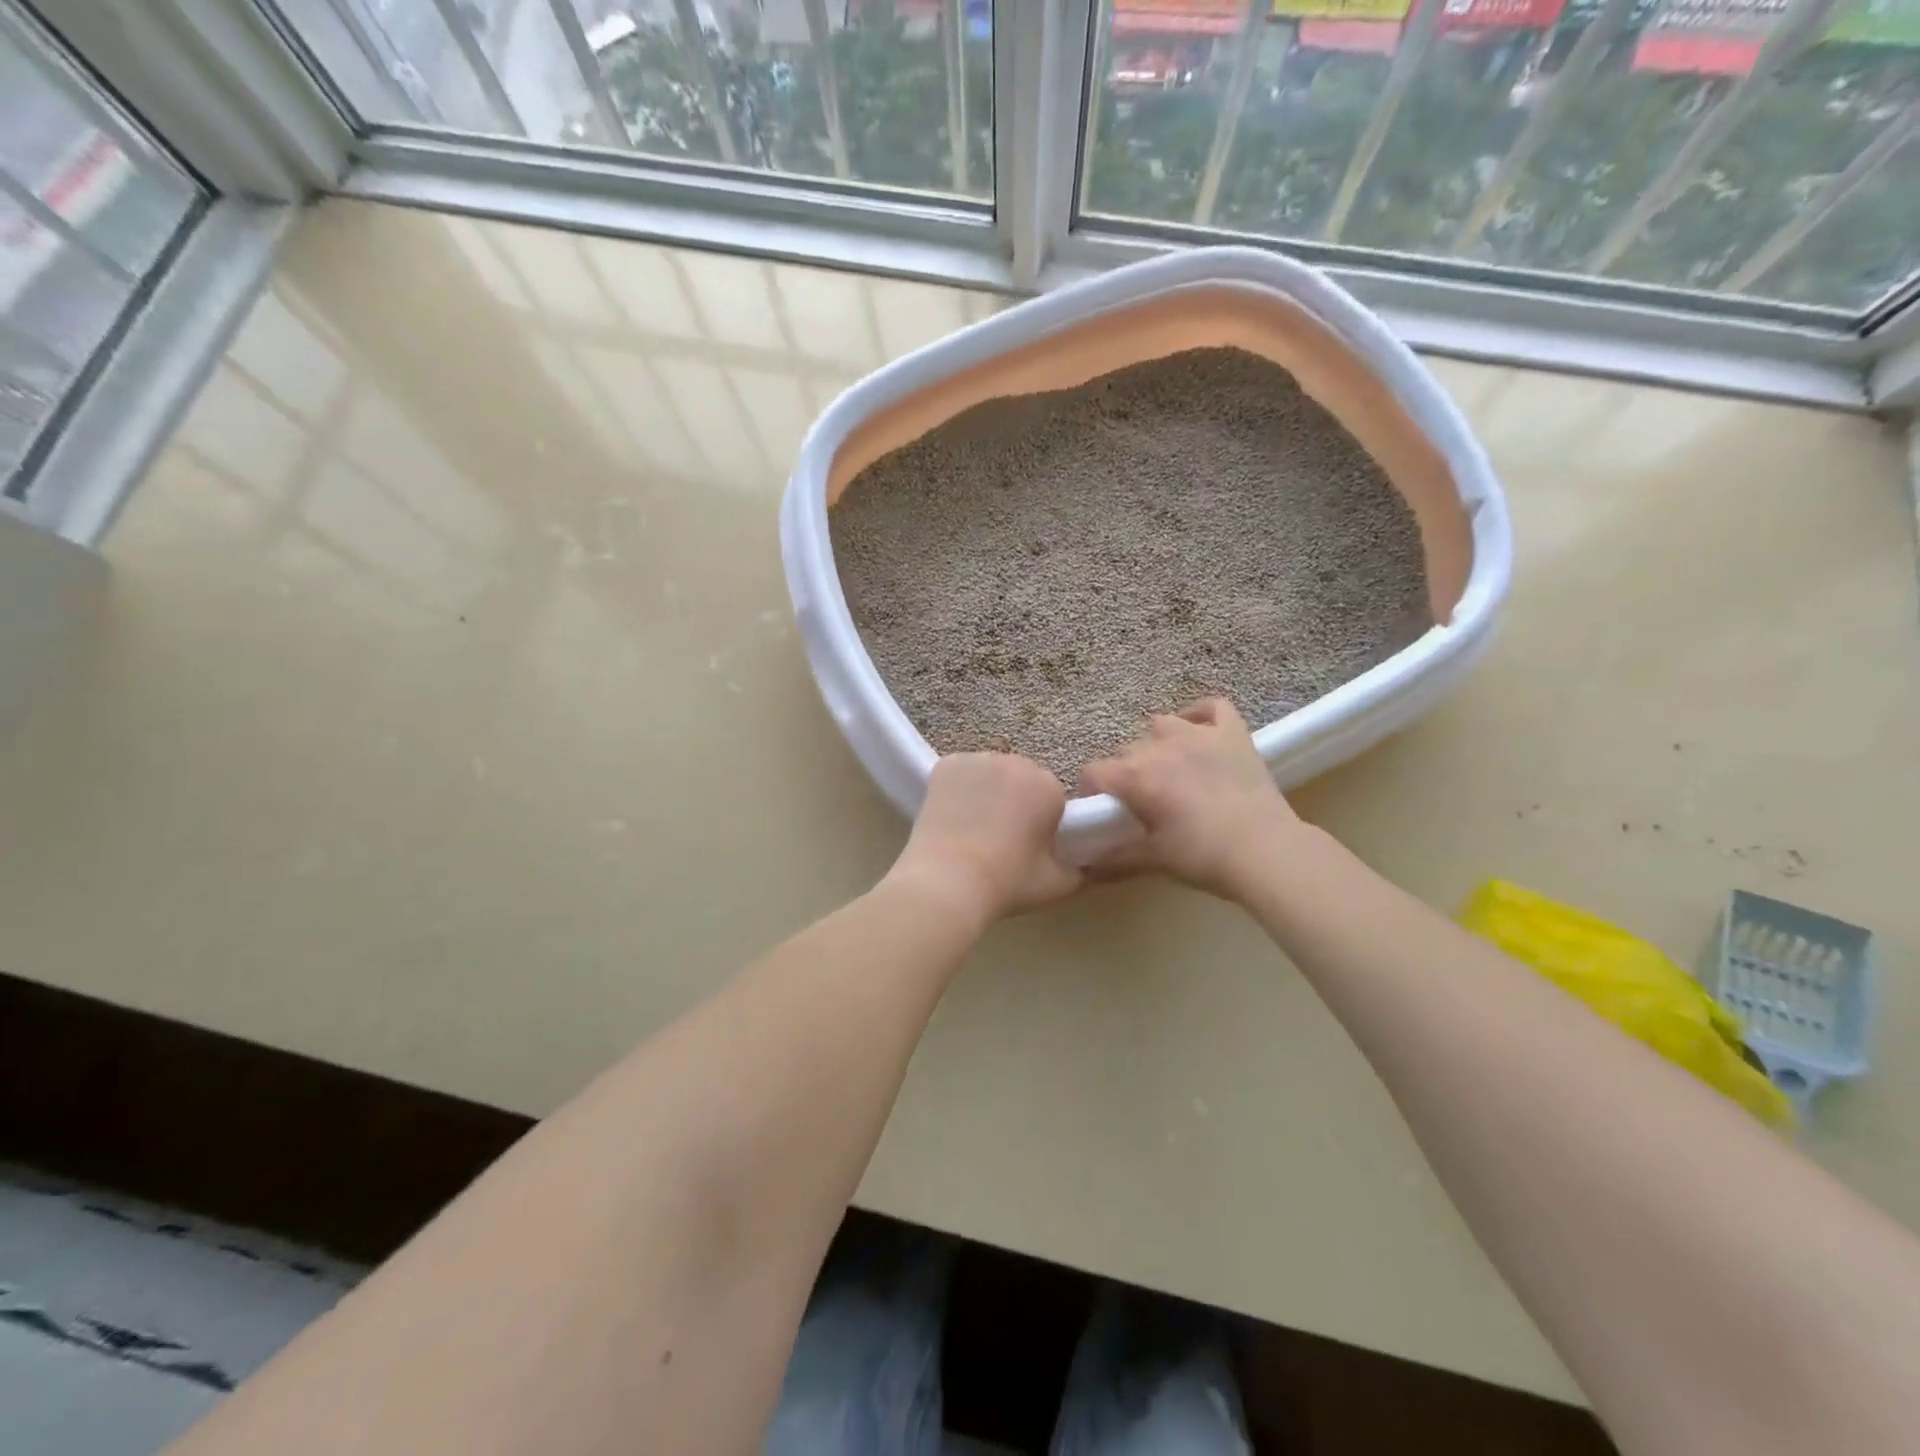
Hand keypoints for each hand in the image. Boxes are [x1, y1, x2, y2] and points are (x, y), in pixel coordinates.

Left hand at [887, 753, 1081, 925]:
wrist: (946, 883)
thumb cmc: (1007, 883)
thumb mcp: (1058, 885)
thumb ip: (1080, 870)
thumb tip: (1084, 866)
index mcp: (1048, 786)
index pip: (1052, 797)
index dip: (1042, 821)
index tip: (1029, 846)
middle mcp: (1016, 762)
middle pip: (1022, 780)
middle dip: (1017, 801)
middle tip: (1001, 839)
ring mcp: (977, 759)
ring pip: (991, 774)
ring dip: (989, 792)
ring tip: (974, 829)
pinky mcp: (945, 764)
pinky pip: (961, 773)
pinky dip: (959, 788)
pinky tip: (952, 815)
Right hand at [1079, 698, 1303, 899]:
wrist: (1265, 851)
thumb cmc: (1202, 856)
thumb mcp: (1153, 859)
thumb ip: (1114, 858)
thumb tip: (1084, 867)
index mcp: (1134, 776)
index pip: (1094, 772)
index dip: (1093, 791)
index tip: (1104, 811)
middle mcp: (1159, 746)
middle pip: (1127, 752)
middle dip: (1128, 773)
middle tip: (1143, 802)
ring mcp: (1198, 734)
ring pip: (1162, 725)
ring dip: (1158, 744)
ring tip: (1170, 768)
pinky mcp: (1232, 732)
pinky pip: (1211, 707)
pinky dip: (1199, 715)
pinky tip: (1198, 730)